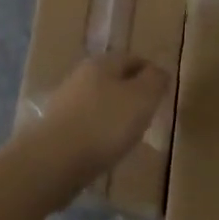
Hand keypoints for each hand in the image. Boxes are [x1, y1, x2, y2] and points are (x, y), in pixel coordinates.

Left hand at [16, 53, 171, 197]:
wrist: (55, 160)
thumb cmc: (106, 124)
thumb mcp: (142, 98)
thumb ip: (155, 80)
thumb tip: (159, 72)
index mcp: (102, 63)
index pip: (133, 59)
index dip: (151, 73)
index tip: (163, 92)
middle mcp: (80, 76)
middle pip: (113, 78)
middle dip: (131, 92)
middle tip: (149, 112)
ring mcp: (65, 102)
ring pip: (98, 100)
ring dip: (114, 111)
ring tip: (130, 132)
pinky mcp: (56, 127)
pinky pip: (86, 122)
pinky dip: (99, 129)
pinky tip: (106, 145)